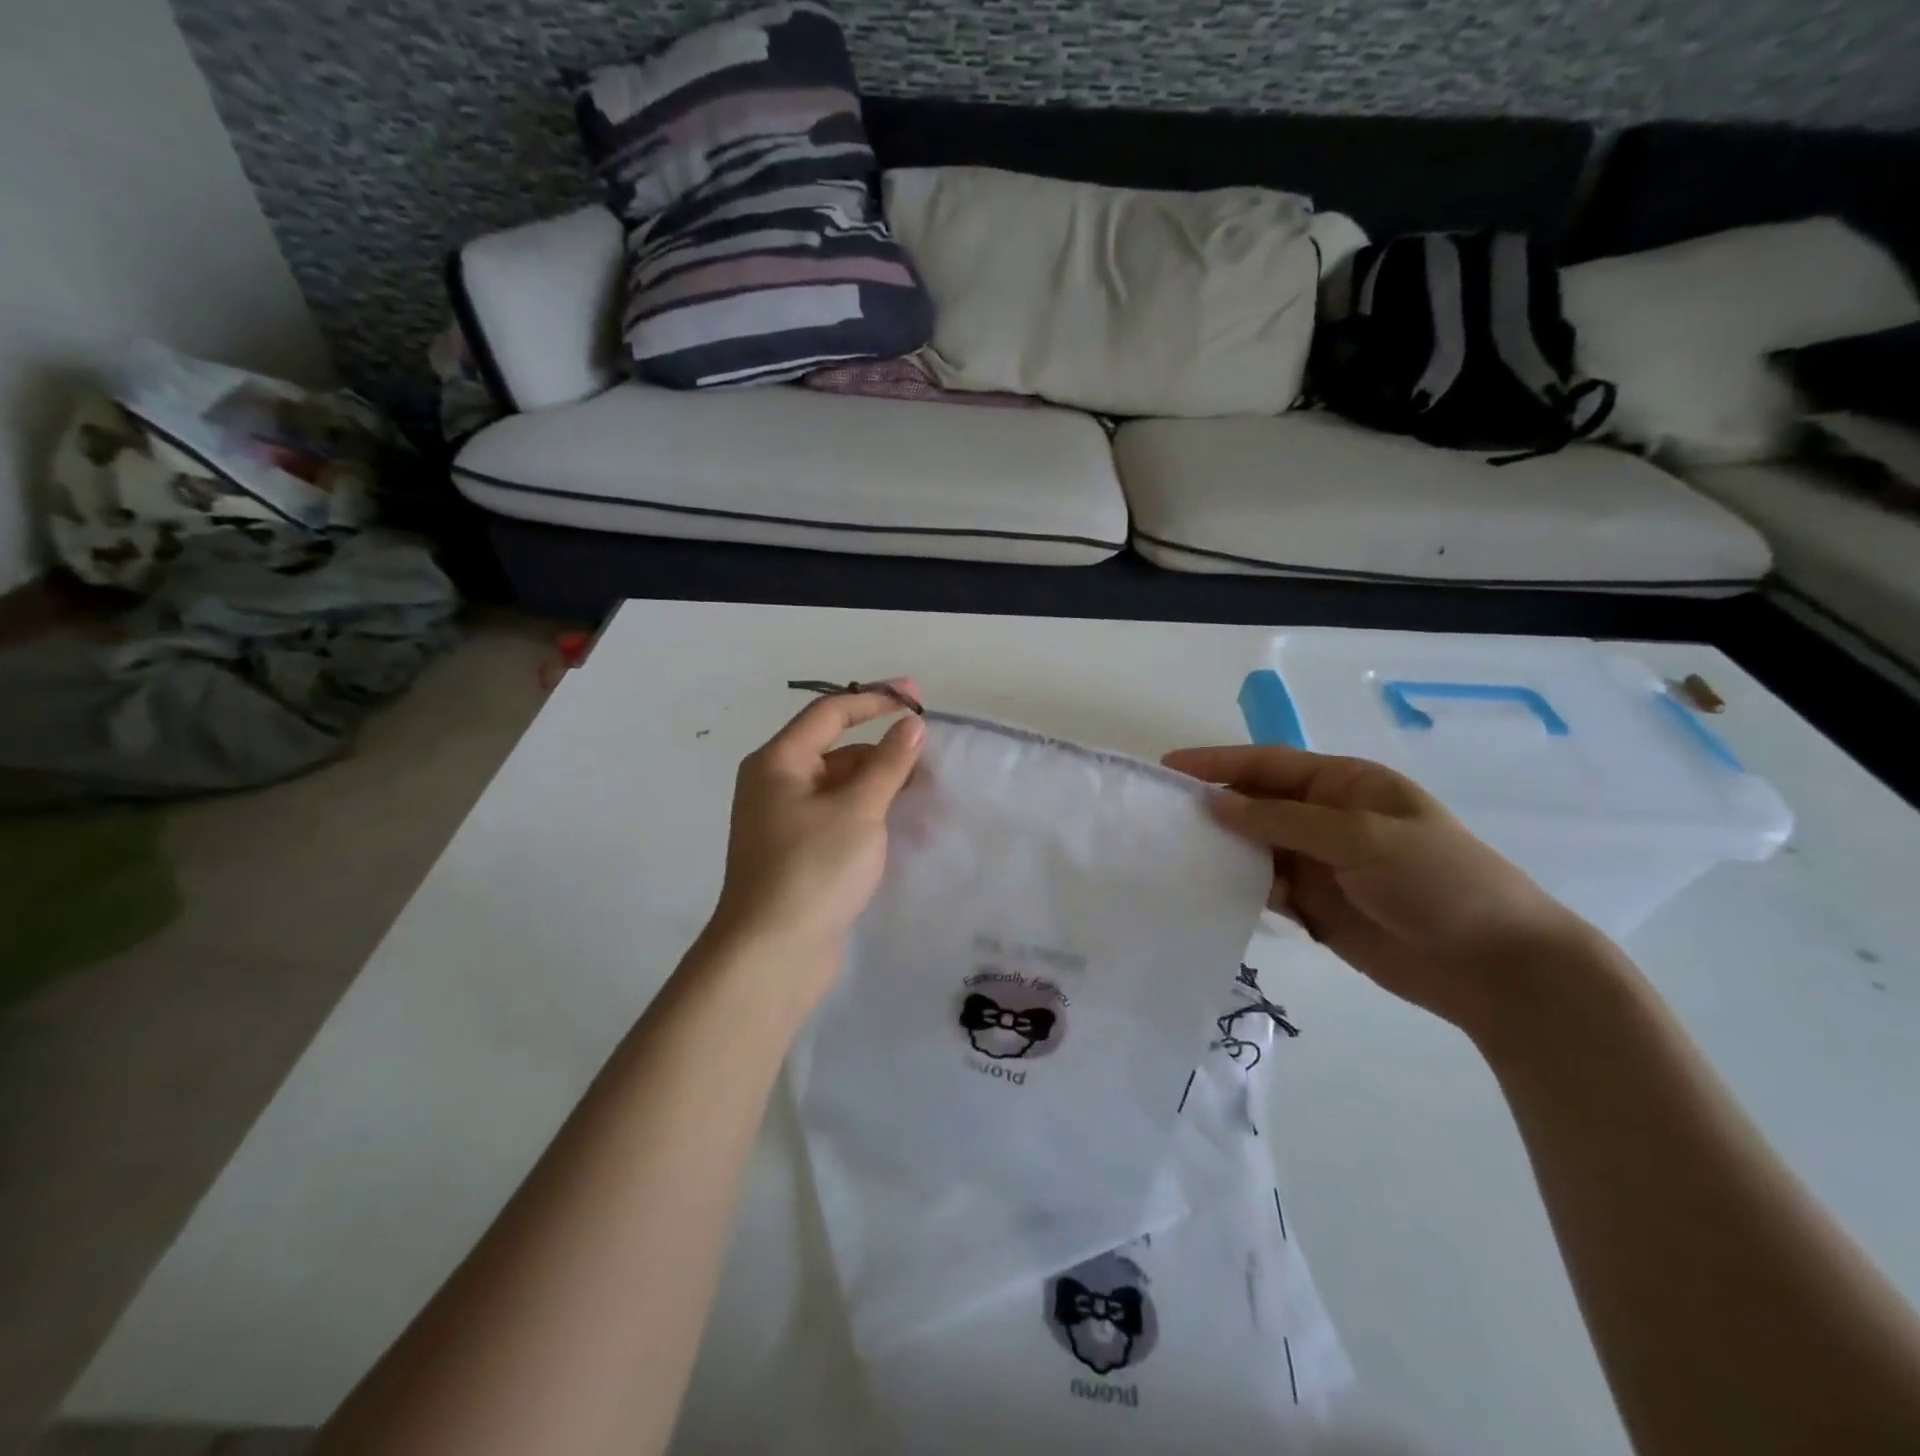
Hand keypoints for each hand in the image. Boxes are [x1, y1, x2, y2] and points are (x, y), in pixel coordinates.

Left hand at [704, 685, 925, 995]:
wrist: (772, 955)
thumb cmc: (813, 869)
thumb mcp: (859, 809)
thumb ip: (889, 763)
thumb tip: (911, 724)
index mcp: (778, 763)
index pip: (830, 713)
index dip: (876, 699)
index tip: (917, 695)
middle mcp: (776, 785)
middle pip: (837, 752)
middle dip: (884, 755)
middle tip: (930, 765)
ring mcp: (786, 822)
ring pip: (842, 789)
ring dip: (882, 790)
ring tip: (927, 802)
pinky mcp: (799, 854)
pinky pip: (840, 819)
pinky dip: (870, 818)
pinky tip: (905, 831)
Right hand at [1163, 743, 1594, 1035]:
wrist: (1495, 967)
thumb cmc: (1438, 881)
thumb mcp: (1362, 837)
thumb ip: (1284, 820)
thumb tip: (1215, 805)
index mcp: (1345, 785)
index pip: (1268, 765)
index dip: (1218, 763)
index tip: (1169, 767)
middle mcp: (1327, 819)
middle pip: (1256, 804)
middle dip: (1213, 806)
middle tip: (1160, 815)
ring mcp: (1321, 864)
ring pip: (1256, 847)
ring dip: (1222, 849)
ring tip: (1173, 853)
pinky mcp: (1316, 906)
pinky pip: (1266, 888)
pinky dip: (1240, 886)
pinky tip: (1210, 890)